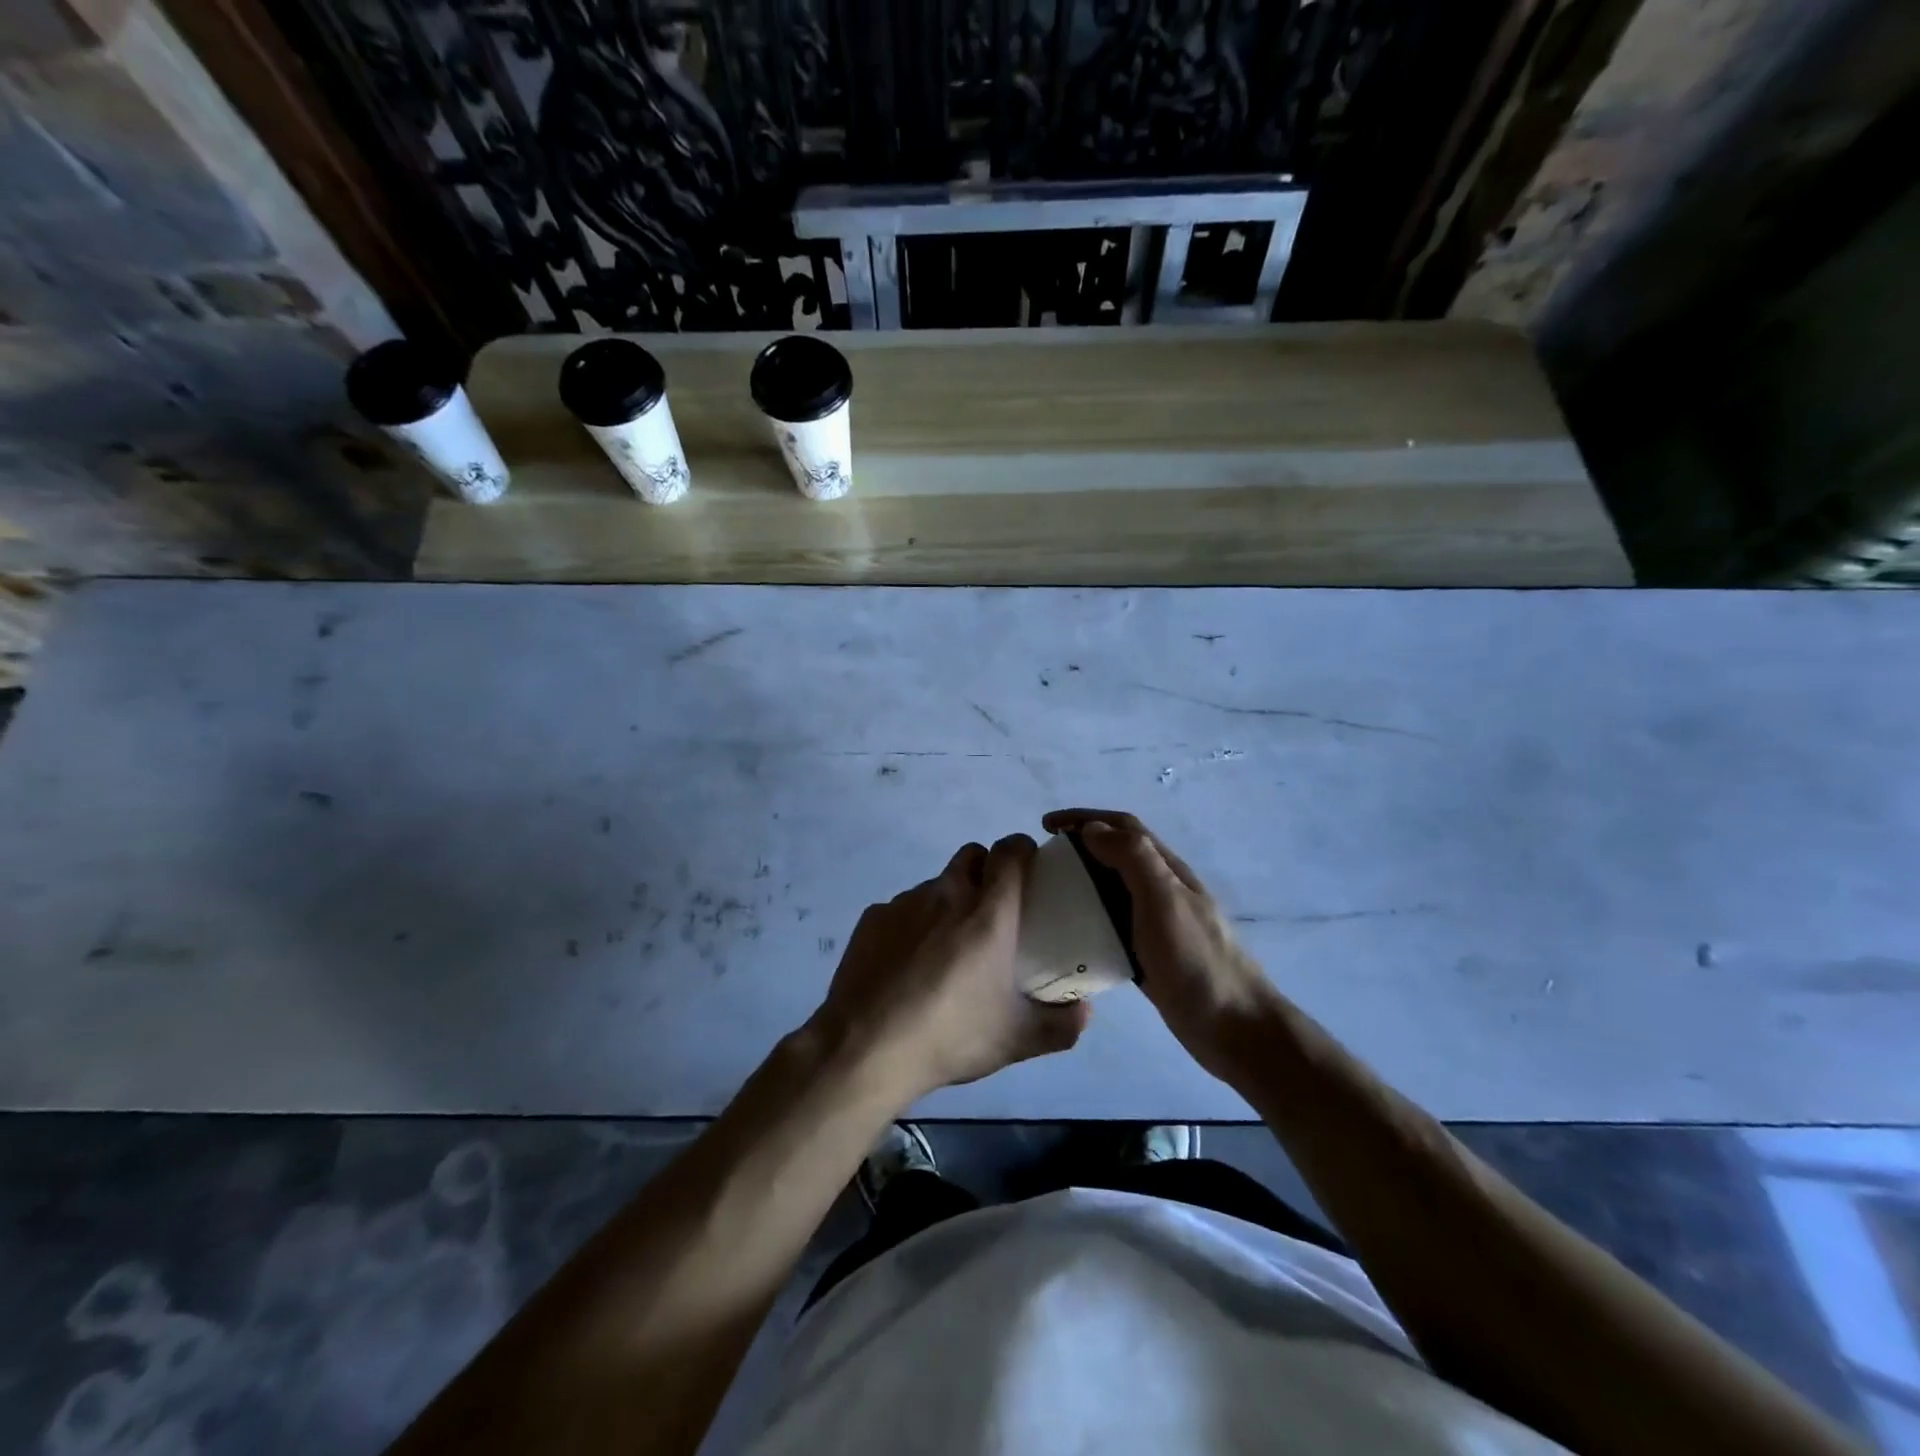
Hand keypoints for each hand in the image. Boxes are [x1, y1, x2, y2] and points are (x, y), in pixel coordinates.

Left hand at [811, 835, 1090, 1105]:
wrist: (865, 1048)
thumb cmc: (950, 1035)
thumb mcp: (1017, 1040)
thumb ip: (1062, 1024)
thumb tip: (1085, 1012)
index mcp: (988, 912)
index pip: (1010, 850)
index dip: (1023, 851)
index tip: (1030, 871)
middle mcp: (947, 893)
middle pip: (972, 855)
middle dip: (986, 870)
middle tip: (991, 911)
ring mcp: (904, 902)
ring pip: (936, 884)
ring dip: (948, 902)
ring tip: (945, 949)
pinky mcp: (872, 918)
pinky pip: (901, 908)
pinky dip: (912, 925)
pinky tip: (906, 965)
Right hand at [1042, 809, 1279, 1082]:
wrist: (1235, 1029)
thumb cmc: (1197, 961)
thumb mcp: (1164, 901)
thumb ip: (1134, 859)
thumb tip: (1094, 828)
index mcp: (1167, 870)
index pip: (1124, 827)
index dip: (1085, 818)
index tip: (1046, 826)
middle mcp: (1162, 890)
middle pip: (1117, 854)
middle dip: (1079, 847)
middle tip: (1042, 862)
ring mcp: (1157, 924)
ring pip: (1113, 889)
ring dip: (1082, 881)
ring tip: (1048, 894)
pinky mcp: (1150, 954)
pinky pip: (1113, 925)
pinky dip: (1089, 918)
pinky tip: (1070, 935)